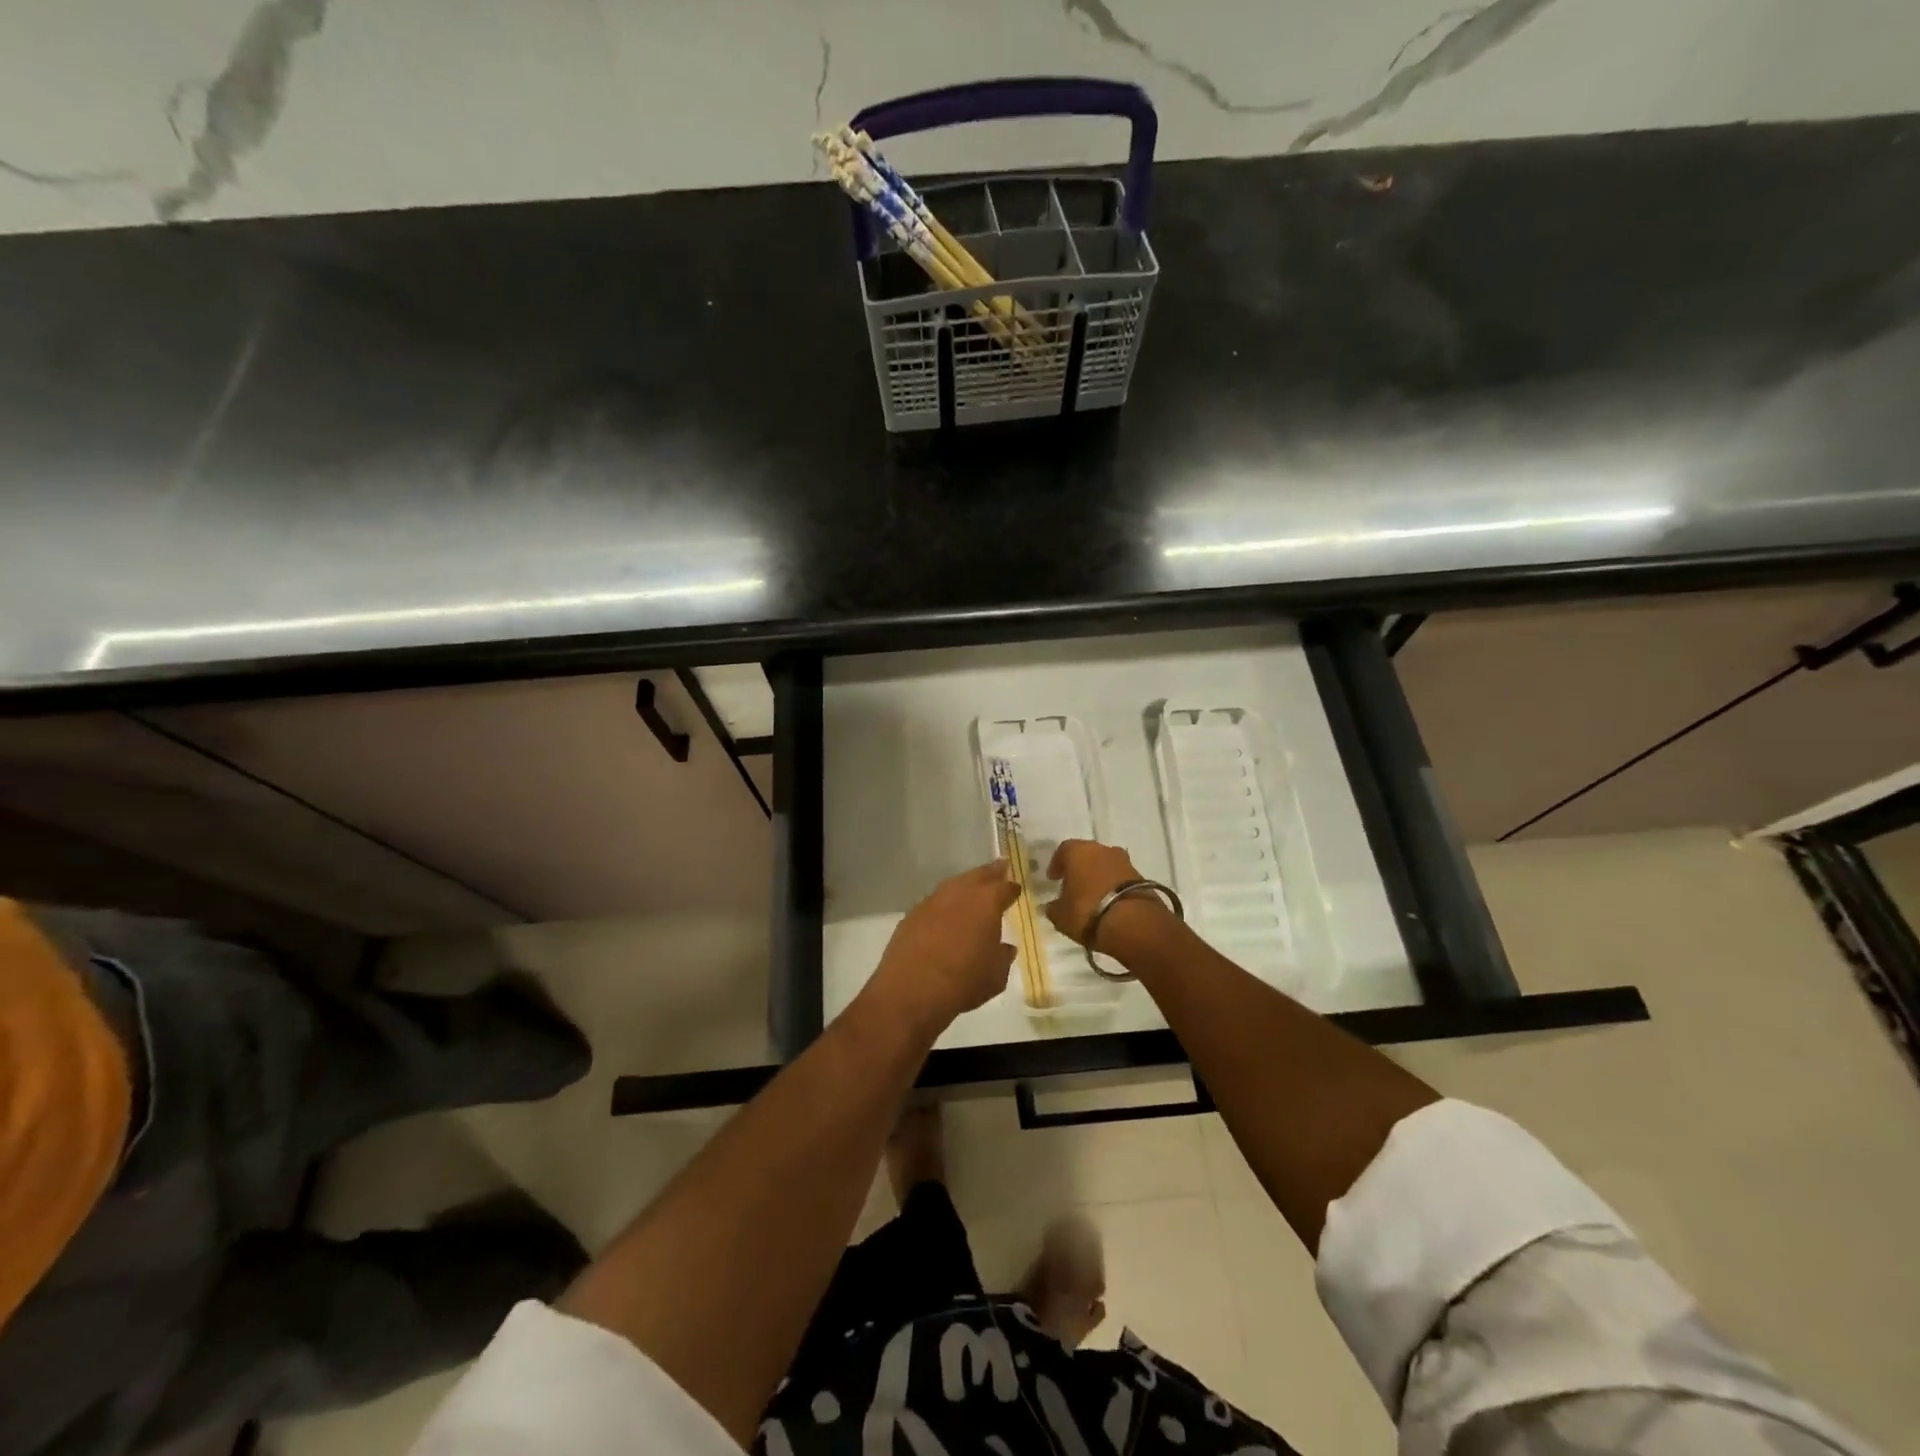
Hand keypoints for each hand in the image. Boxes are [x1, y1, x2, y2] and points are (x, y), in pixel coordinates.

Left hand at [868, 862, 1018, 1034]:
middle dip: (990, 873)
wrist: (911, 990)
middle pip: (978, 875)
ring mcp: (932, 901)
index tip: (1015, 889)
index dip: (1011, 888)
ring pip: (954, 885)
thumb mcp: (996, 976)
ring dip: (965, 886)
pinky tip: (946, 915)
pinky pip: (934, 902)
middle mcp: (959, 893)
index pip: (1004, 887)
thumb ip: (1003, 956)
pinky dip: (944, 905)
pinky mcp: (912, 914)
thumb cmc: (963, 982)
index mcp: (986, 902)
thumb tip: (1004, 947)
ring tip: (972, 891)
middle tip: (999, 869)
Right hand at [1045, 839, 1174, 960]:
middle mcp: (1102, 849)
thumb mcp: (1061, 915)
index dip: (1057, 864)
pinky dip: (1113, 887)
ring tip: (1092, 896)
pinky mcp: (1142, 877)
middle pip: (1087, 855)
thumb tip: (1053, 906)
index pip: (1063, 851)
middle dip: (1080, 868)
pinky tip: (1109, 903)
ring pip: (1106, 865)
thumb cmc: (1087, 912)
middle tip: (1073, 886)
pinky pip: (1120, 878)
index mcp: (1078, 851)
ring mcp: (1124, 862)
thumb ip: (1054, 907)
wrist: (1133, 924)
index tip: (1053, 879)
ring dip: (1098, 876)